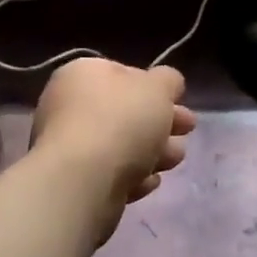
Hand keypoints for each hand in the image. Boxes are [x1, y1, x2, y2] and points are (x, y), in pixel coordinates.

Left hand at [31, 57, 194, 242]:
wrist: (82, 183)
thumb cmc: (121, 121)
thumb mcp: (159, 87)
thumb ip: (168, 80)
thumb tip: (168, 84)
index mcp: (83, 74)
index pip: (125, 73)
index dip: (155, 87)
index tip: (179, 101)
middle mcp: (69, 106)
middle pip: (125, 112)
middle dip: (161, 122)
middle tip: (188, 129)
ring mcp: (68, 147)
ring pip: (120, 145)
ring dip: (153, 150)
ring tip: (176, 159)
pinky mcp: (73, 183)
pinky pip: (110, 174)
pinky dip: (132, 176)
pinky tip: (150, 181)